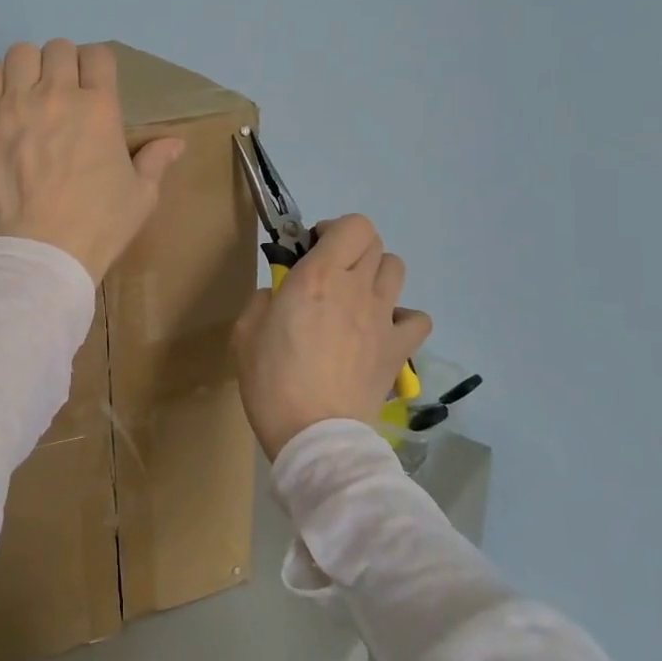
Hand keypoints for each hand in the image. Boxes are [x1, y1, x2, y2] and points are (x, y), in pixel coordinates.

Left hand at [0, 40, 185, 282]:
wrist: (42, 250)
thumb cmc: (98, 225)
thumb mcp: (141, 196)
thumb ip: (155, 162)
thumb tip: (176, 143)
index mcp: (100, 107)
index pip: (98, 55)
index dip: (97, 66)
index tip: (93, 86)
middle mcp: (57, 94)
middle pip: (59, 48)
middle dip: (63, 64)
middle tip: (61, 93)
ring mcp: (16, 105)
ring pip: (20, 54)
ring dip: (29, 68)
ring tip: (29, 94)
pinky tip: (3, 106)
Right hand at [232, 214, 432, 460]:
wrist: (315, 434)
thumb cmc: (272, 382)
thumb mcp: (244, 334)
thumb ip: (262, 302)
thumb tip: (279, 297)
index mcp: (317, 277)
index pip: (353, 226)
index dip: (334, 230)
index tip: (311, 249)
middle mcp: (356, 288)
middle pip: (374, 243)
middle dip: (350, 249)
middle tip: (327, 274)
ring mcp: (383, 319)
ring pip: (396, 270)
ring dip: (375, 274)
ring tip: (354, 298)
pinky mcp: (398, 349)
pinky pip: (417, 318)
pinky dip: (403, 317)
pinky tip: (380, 330)